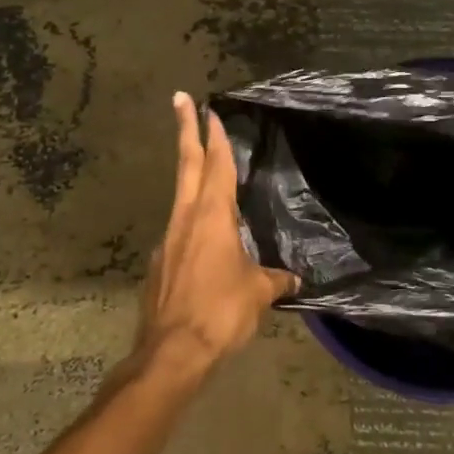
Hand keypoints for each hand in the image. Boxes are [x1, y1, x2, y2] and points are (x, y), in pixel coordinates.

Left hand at [137, 93, 297, 380]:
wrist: (171, 354)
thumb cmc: (220, 311)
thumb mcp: (258, 293)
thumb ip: (276, 280)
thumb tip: (295, 279)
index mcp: (212, 217)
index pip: (215, 166)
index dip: (214, 136)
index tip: (208, 109)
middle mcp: (185, 220)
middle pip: (186, 166)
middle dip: (185, 131)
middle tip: (180, 99)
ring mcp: (167, 242)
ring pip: (180, 198)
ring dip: (189, 176)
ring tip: (202, 169)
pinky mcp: (159, 266)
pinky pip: (178, 233)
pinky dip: (190, 224)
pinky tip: (204, 244)